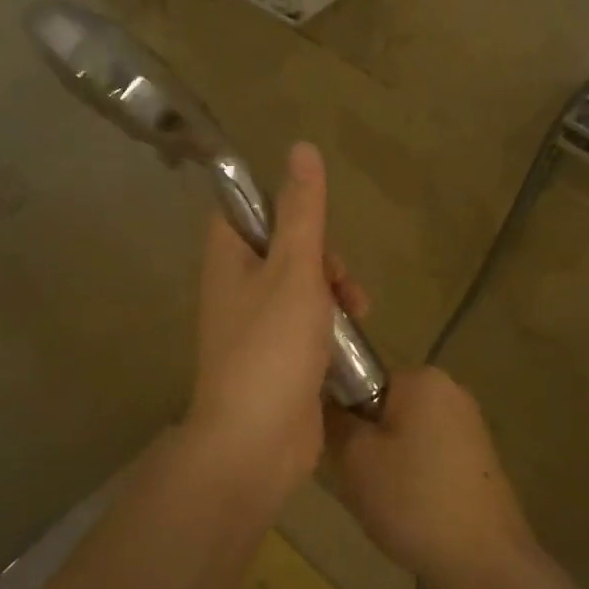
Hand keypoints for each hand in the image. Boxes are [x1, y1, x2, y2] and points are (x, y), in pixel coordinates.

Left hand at [187, 142, 366, 494]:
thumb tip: (301, 146)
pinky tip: (354, 340)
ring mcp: (256, 326)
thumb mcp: (294, 269)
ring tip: (360, 312)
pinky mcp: (277, 358)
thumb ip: (302, 210)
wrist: (256, 442)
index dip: (284, 207)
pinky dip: (331, 326)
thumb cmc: (272, 347)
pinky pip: (307, 325)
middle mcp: (236, 287)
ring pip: (301, 288)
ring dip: (334, 293)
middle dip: (323, 258)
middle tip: (342, 282)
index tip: (317, 223)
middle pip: (283, 248)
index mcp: (228, 258)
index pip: (247, 209)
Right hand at [328, 367, 542, 588]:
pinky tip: (408, 508)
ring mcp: (468, 424)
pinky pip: (425, 453)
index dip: (340, 412)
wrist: (486, 565)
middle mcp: (449, 389)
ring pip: (402, 432)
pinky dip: (410, 474)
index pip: (359, 378)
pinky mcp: (477, 457)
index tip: (337, 449)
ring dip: (384, 459)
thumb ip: (334, 417)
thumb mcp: (353, 457)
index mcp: (421, 378)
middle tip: (355, 478)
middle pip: (381, 406)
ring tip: (382, 498)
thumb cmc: (413, 501)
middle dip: (363, 439)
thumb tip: (325, 397)